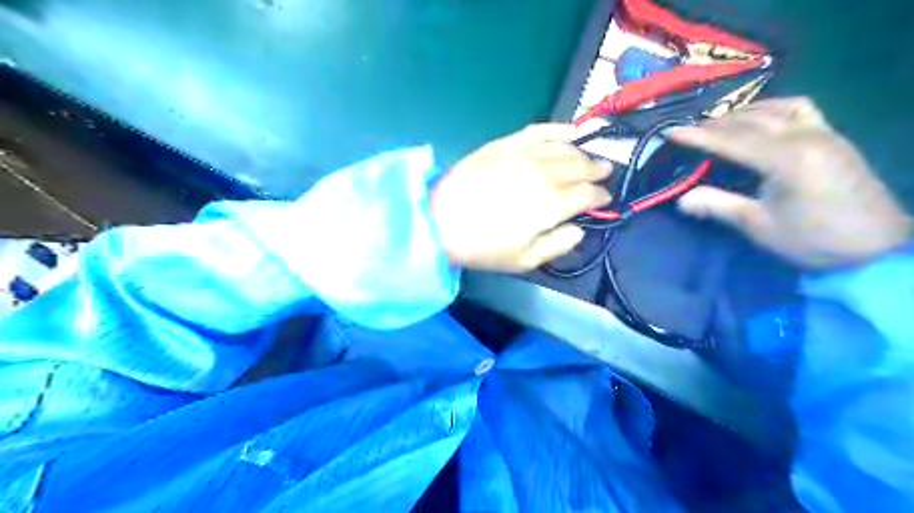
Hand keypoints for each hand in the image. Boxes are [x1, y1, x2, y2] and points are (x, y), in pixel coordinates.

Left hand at [431, 122, 612, 271]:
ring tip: (588, 157)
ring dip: (581, 152)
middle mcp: (544, 173)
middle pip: (580, 167)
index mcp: (552, 204)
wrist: (440, 221)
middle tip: (604, 173)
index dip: (600, 196)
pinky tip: (569, 130)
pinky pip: (538, 131)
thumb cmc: (483, 247)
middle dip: (596, 170)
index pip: (587, 194)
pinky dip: (557, 129)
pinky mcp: (505, 144)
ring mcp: (524, 155)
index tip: (604, 199)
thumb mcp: (525, 260)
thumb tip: (578, 229)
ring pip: (564, 148)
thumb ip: (558, 245)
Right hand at [670, 95, 909, 269]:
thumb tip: (681, 199)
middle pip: (752, 120)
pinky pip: (800, 109)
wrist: (876, 245)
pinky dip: (773, 109)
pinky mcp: (833, 137)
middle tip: (688, 130)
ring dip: (744, 112)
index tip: (670, 131)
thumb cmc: (813, 239)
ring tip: (720, 123)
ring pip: (776, 108)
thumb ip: (719, 206)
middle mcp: (806, 136)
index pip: (732, 141)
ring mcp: (824, 132)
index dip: (698, 136)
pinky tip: (762, 118)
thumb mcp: (759, 226)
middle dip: (716, 123)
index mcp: (787, 159)